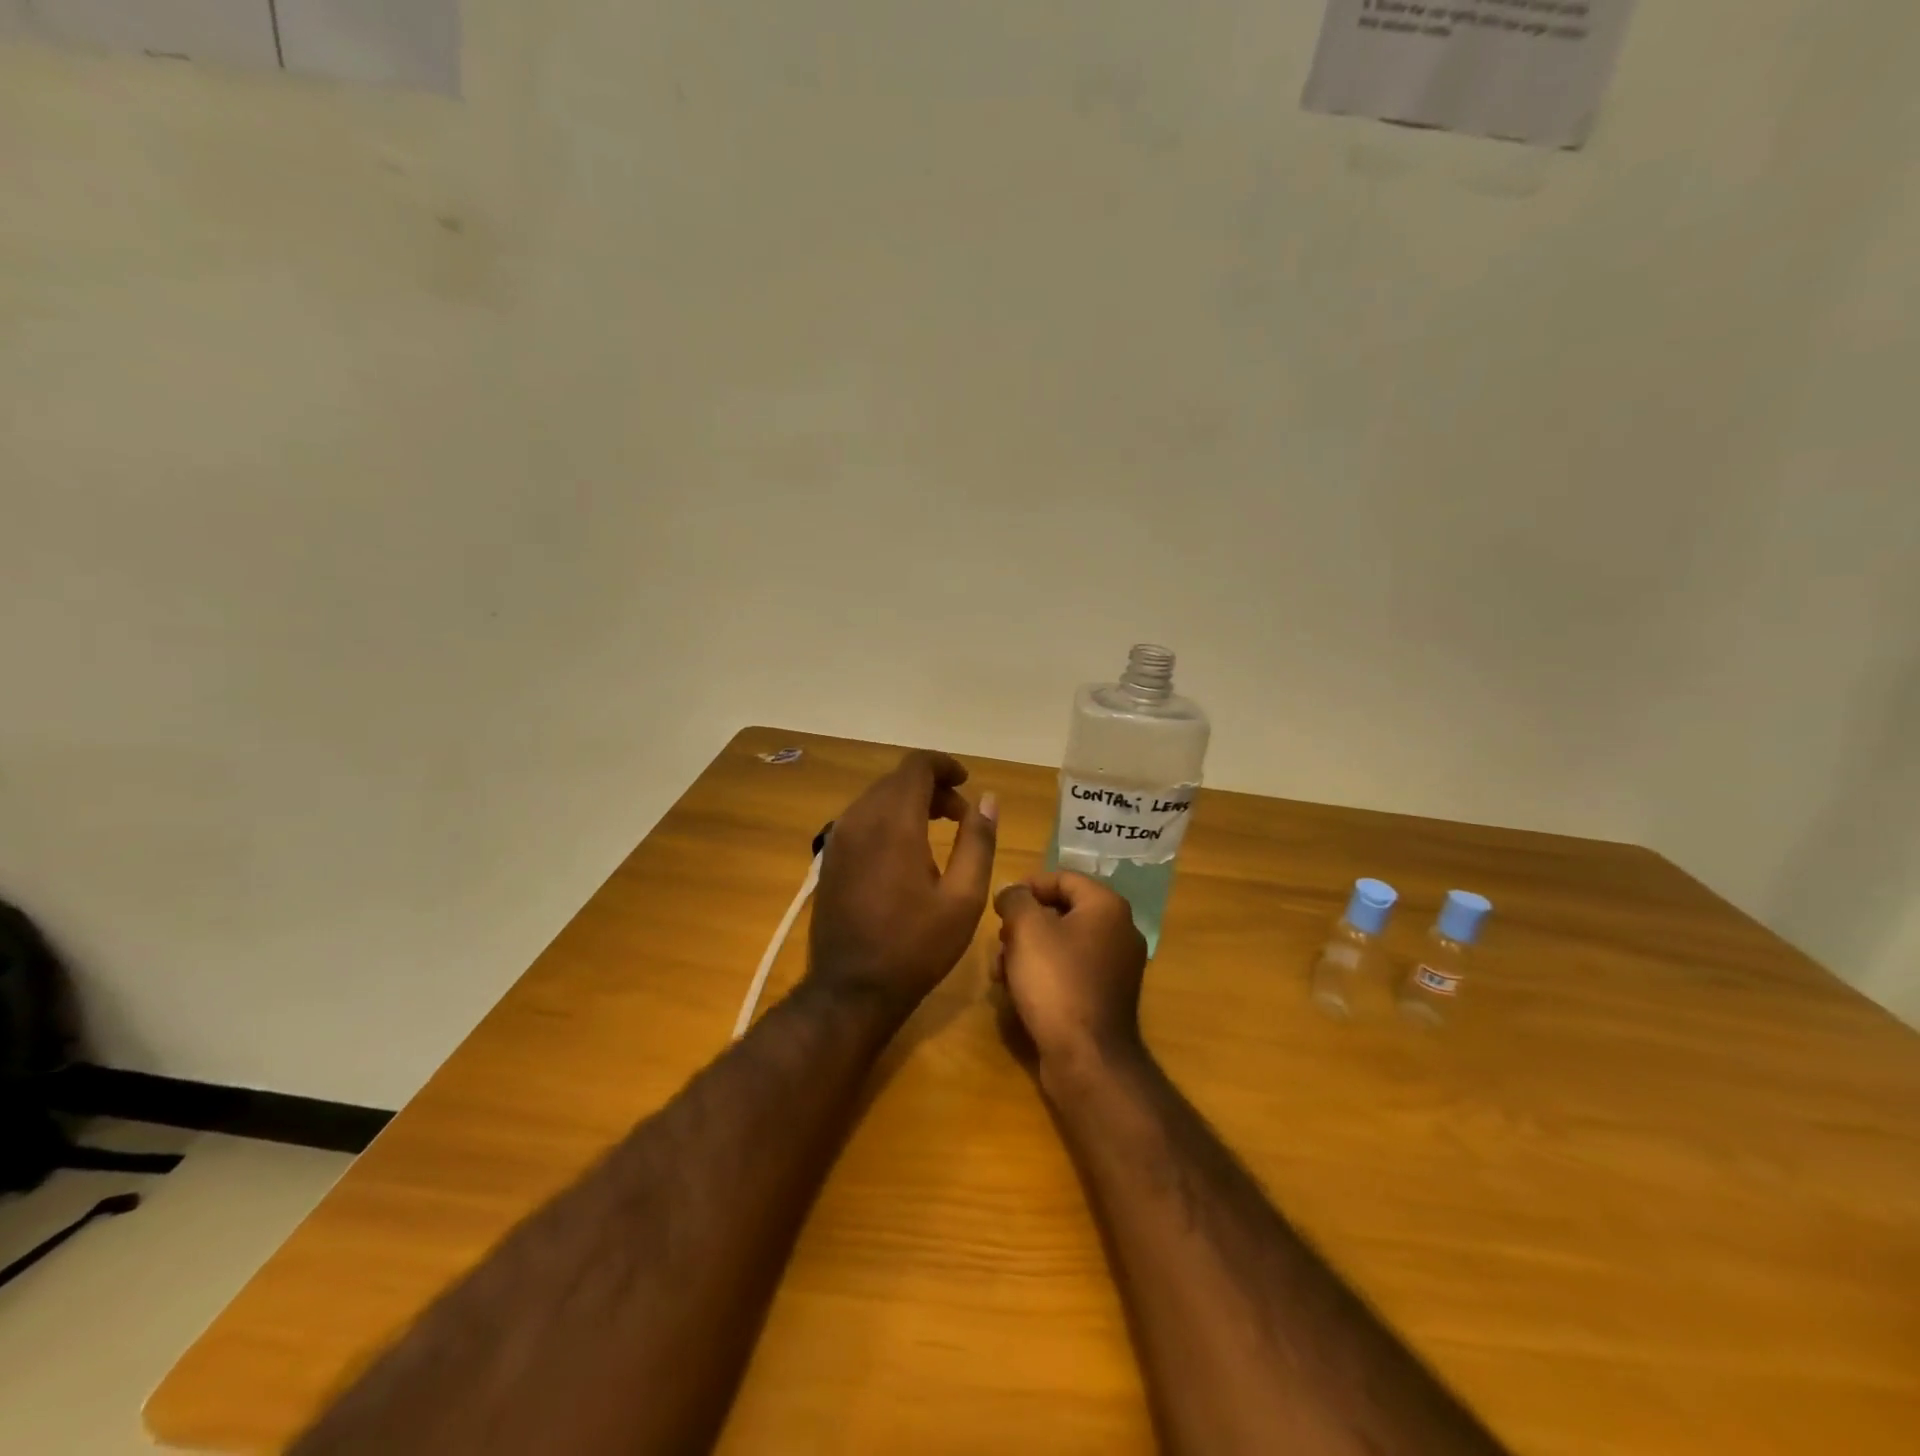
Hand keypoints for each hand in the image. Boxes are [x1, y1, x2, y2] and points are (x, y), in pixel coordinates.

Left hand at [807, 750, 997, 1014]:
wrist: (851, 990)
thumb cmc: (916, 946)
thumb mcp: (963, 898)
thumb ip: (978, 841)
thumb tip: (987, 799)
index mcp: (894, 823)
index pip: (916, 766)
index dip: (945, 765)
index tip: (967, 783)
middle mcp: (860, 819)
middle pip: (897, 780)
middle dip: (932, 787)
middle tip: (961, 816)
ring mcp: (839, 838)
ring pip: (877, 797)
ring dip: (909, 802)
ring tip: (938, 831)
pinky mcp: (830, 857)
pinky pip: (862, 819)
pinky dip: (888, 818)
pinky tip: (907, 851)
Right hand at [992, 872, 1147, 1068]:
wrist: (1087, 1058)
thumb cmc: (1056, 982)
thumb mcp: (1026, 929)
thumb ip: (1015, 899)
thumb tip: (1012, 892)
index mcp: (1107, 906)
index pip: (1063, 877)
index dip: (1027, 885)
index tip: (1000, 903)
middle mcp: (1120, 931)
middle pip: (1063, 910)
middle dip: (1025, 922)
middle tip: (1000, 939)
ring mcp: (1117, 966)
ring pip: (1064, 943)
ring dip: (1029, 950)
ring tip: (1002, 970)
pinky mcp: (1107, 996)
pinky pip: (1071, 970)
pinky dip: (1045, 972)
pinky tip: (1018, 991)